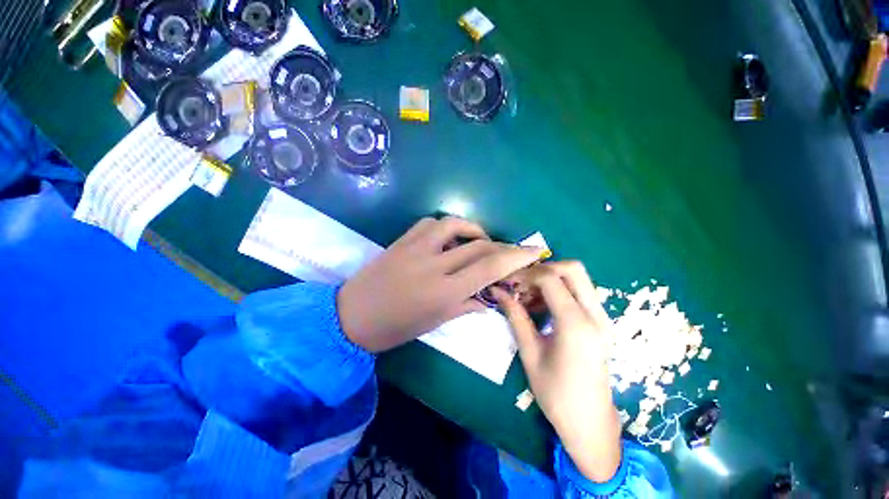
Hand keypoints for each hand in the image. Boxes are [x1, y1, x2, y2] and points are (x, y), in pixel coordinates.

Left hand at [337, 217, 545, 352]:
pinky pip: (429, 223)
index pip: (489, 267)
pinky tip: (448, 238)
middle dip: (502, 245)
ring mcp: (415, 248)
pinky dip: (445, 227)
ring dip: (473, 230)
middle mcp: (433, 264)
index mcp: (443, 291)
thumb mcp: (435, 322)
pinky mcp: (401, 240)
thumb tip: (488, 298)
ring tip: (479, 241)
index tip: (534, 251)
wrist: (351, 316)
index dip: (516, 257)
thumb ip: (465, 305)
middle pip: (478, 245)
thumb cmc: (395, 328)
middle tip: (509, 251)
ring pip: (454, 224)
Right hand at [492, 261, 621, 482]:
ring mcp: (603, 318)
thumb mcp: (529, 352)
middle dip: (543, 269)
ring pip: (579, 278)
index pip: (551, 279)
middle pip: (573, 269)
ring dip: (551, 279)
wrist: (590, 422)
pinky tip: (542, 307)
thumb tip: (497, 291)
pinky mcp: (601, 322)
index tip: (508, 282)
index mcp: (576, 325)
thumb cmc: (555, 393)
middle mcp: (595, 315)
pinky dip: (560, 290)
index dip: (525, 275)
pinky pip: (581, 292)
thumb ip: (515, 316)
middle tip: (522, 284)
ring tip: (528, 297)